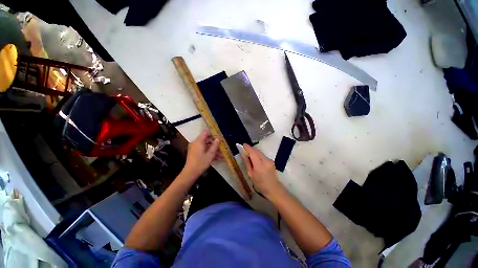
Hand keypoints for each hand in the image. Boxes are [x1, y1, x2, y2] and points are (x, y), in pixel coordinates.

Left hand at [183, 130, 220, 177]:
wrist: (190, 173)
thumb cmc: (201, 163)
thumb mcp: (210, 154)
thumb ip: (215, 145)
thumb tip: (218, 139)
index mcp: (199, 141)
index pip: (206, 132)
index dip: (212, 133)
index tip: (219, 138)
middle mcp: (196, 143)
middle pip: (206, 139)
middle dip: (215, 144)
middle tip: (222, 148)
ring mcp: (195, 148)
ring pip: (206, 146)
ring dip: (213, 150)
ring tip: (221, 156)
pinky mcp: (194, 153)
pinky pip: (203, 150)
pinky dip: (209, 152)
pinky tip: (216, 158)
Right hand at [241, 144, 283, 197]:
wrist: (273, 188)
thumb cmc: (259, 184)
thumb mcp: (250, 174)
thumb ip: (247, 163)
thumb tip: (243, 154)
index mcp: (259, 166)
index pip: (253, 153)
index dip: (248, 148)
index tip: (243, 144)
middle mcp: (266, 161)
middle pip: (257, 151)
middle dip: (251, 149)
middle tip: (245, 150)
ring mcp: (270, 160)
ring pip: (260, 153)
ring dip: (254, 152)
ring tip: (249, 155)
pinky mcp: (272, 161)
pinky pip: (263, 155)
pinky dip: (258, 155)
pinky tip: (255, 159)